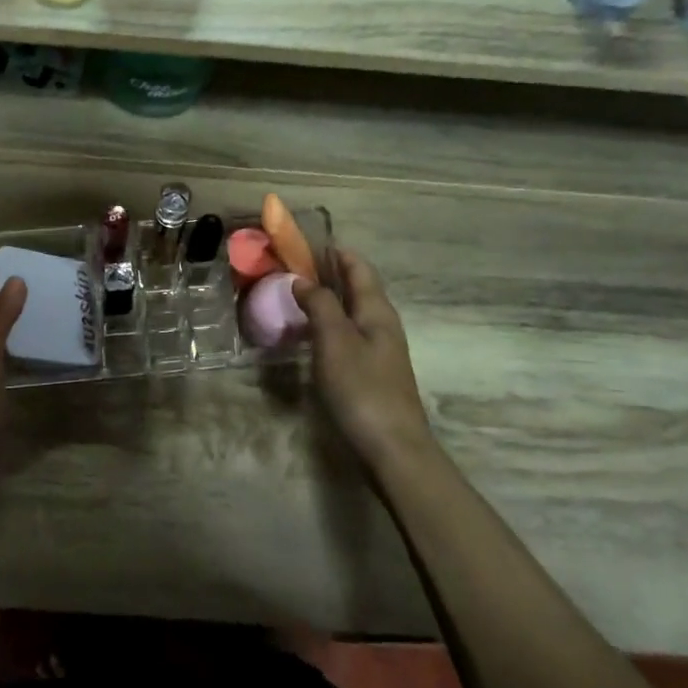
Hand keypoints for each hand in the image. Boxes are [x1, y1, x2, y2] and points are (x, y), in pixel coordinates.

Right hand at [294, 248, 431, 467]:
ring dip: (328, 298)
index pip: (359, 268)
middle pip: (357, 288)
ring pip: (352, 311)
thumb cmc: (362, 389)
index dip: (336, 252)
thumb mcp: (335, 342)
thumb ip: (319, 306)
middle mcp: (381, 324)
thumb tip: (302, 280)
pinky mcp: (370, 372)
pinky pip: (347, 334)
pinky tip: (311, 333)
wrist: (393, 447)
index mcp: (377, 311)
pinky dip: (328, 323)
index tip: (309, 239)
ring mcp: (378, 350)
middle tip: (294, 264)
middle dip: (330, 272)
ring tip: (297, 293)